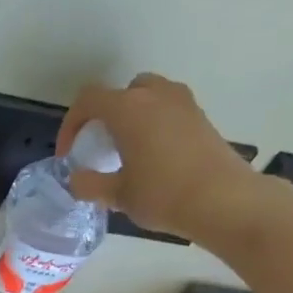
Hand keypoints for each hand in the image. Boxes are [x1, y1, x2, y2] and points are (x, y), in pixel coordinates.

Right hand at [58, 73, 261, 239]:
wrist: (223, 200)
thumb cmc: (162, 194)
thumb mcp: (117, 195)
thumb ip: (90, 184)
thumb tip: (77, 179)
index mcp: (128, 109)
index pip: (88, 100)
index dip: (71, 124)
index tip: (69, 153)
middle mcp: (155, 95)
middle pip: (122, 92)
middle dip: (106, 115)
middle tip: (101, 144)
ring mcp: (183, 103)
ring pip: (148, 97)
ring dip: (133, 117)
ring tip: (127, 149)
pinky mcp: (201, 117)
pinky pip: (168, 110)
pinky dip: (154, 124)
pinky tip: (154, 156)